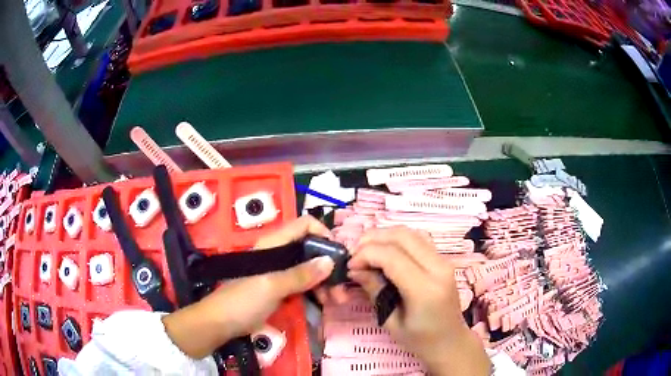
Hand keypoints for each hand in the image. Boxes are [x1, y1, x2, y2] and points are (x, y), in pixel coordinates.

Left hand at [252, 215, 349, 304]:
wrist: (221, 323)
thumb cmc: (243, 300)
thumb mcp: (272, 286)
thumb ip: (301, 274)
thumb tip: (330, 261)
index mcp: (274, 244)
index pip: (303, 225)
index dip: (322, 233)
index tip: (337, 253)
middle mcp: (279, 254)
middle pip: (311, 249)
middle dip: (329, 266)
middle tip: (342, 287)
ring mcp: (280, 272)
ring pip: (309, 269)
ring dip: (325, 282)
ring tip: (337, 301)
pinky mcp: (280, 288)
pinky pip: (303, 285)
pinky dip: (316, 291)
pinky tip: (325, 303)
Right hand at [348, 227, 490, 375]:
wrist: (451, 342)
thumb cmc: (420, 340)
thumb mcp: (391, 322)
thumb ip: (374, 291)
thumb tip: (354, 269)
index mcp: (425, 289)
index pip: (391, 256)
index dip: (366, 255)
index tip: (349, 265)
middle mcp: (438, 268)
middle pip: (402, 236)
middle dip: (373, 239)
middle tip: (355, 254)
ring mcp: (443, 261)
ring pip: (411, 232)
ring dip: (385, 235)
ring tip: (366, 250)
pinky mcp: (443, 260)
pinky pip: (418, 239)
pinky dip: (397, 239)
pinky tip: (384, 252)